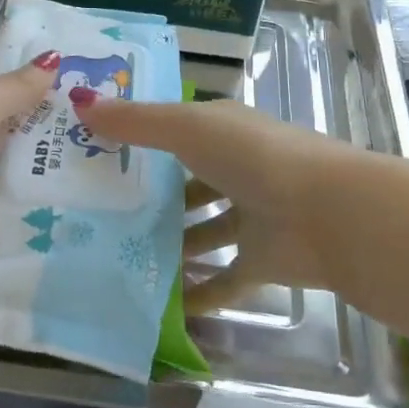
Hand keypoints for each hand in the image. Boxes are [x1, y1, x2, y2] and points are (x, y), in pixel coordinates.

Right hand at [67, 92, 352, 313]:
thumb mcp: (187, 129)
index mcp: (224, 131)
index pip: (175, 130)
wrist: (328, 214)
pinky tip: (159, 306)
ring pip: (204, 231)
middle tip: (98, 213)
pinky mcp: (262, 261)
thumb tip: (80, 101)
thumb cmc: (254, 157)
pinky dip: (197, 293)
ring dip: (172, 244)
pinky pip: (223, 280)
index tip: (94, 152)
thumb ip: (135, 121)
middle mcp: (238, 169)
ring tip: (119, 258)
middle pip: (188, 182)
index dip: (139, 136)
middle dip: (152, 196)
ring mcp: (252, 216)